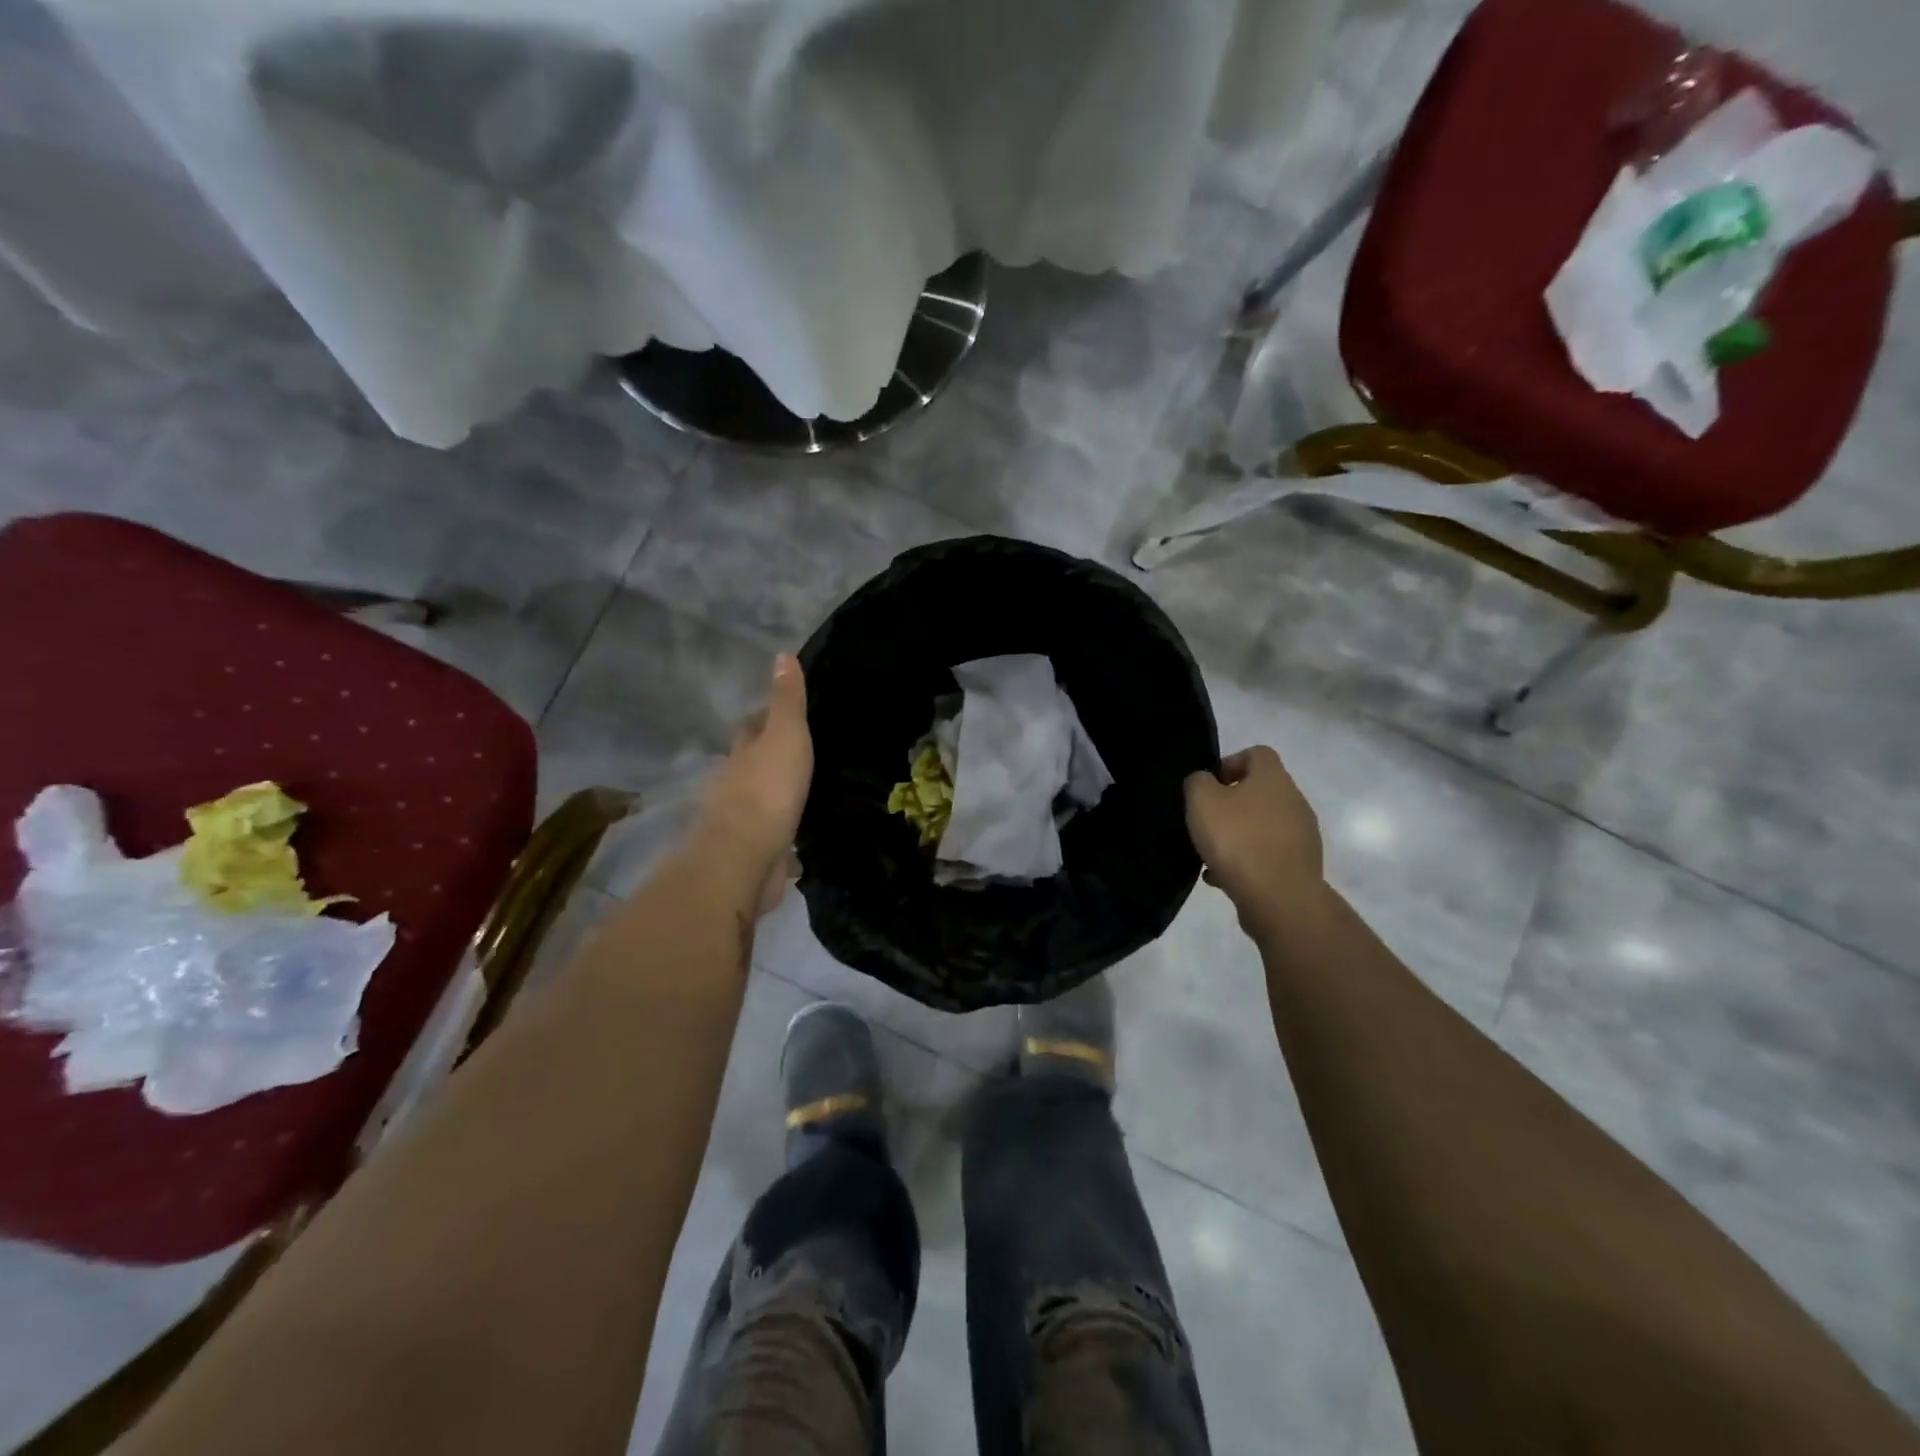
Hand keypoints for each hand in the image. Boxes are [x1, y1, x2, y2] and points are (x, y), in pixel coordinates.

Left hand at [694, 654, 813, 912]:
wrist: (745, 858)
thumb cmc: (767, 789)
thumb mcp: (785, 735)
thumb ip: (786, 701)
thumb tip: (782, 655)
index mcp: (743, 755)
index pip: (751, 728)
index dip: (763, 718)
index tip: (777, 712)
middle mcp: (736, 786)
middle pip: (751, 765)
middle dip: (766, 758)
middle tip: (795, 752)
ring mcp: (743, 823)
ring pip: (760, 802)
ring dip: (774, 797)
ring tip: (801, 793)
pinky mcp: (755, 855)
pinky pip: (773, 840)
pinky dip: (783, 837)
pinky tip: (798, 842)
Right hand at [1184, 746, 1323, 925]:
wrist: (1279, 899)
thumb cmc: (1237, 840)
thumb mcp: (1202, 801)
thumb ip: (1198, 782)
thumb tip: (1205, 781)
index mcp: (1274, 778)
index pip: (1257, 753)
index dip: (1230, 763)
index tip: (1210, 785)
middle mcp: (1294, 801)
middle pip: (1260, 792)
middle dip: (1231, 804)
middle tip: (1206, 821)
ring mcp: (1301, 836)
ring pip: (1262, 826)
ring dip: (1237, 835)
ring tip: (1210, 854)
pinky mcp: (1300, 866)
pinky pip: (1267, 855)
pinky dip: (1246, 861)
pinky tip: (1221, 877)